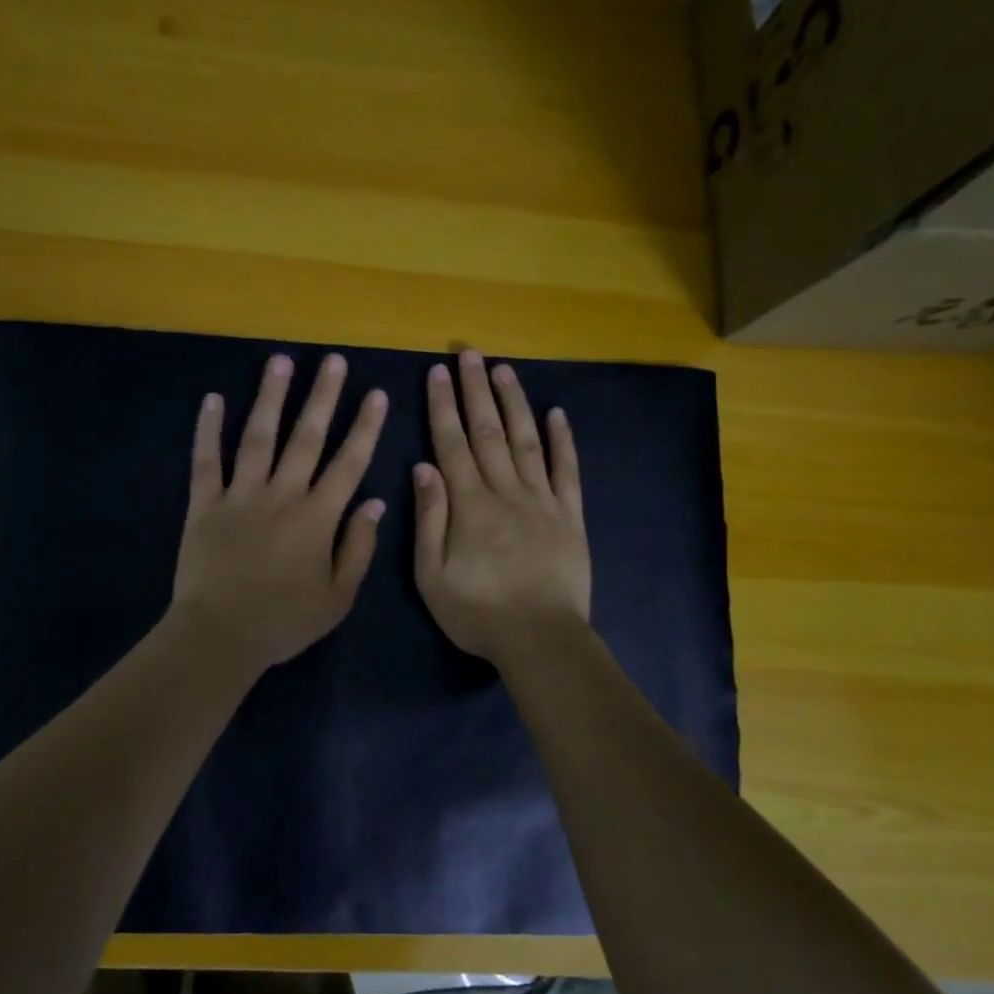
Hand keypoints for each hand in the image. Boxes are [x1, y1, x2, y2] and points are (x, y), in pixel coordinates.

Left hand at [170, 352, 388, 673]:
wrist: (220, 636)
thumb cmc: (284, 622)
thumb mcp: (338, 597)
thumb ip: (359, 547)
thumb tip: (376, 503)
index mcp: (317, 517)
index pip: (348, 462)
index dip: (365, 426)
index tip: (376, 393)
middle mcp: (281, 495)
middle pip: (306, 437)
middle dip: (322, 396)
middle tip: (332, 360)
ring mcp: (240, 495)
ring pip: (258, 437)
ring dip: (270, 397)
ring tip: (280, 362)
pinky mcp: (204, 504)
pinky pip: (206, 460)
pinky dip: (208, 429)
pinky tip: (212, 399)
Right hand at [413, 351, 589, 664]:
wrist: (542, 639)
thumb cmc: (478, 613)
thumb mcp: (432, 575)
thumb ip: (429, 519)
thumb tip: (423, 467)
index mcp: (469, 505)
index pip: (452, 444)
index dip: (443, 406)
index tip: (437, 373)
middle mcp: (505, 491)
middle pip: (488, 431)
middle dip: (475, 390)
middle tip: (468, 354)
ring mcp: (542, 500)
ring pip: (526, 440)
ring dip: (514, 402)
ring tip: (503, 369)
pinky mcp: (570, 515)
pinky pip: (566, 470)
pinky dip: (562, 439)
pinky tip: (556, 413)